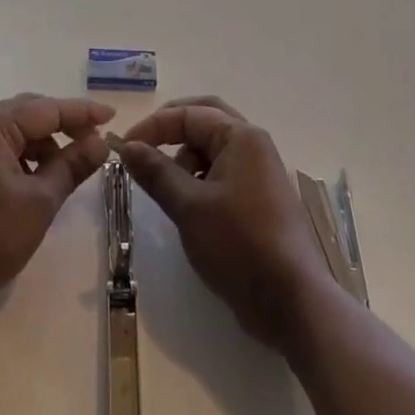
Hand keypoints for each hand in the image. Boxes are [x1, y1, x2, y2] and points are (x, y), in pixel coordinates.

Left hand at [0, 94, 112, 333]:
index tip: (112, 116)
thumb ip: (72, 166)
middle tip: (95, 140)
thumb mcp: (39, 202)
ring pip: (17, 131)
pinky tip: (42, 178)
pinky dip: (27, 157)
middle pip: (31, 112)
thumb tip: (101, 143)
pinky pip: (4, 148)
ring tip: (72, 164)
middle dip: (65, 124)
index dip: (83, 113)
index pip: (49, 109)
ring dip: (46, 142)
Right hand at [114, 97, 333, 350]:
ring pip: (214, 146)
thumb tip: (127, 146)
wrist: (292, 301)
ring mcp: (260, 171)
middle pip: (206, 118)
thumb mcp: (189, 207)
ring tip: (167, 188)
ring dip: (186, 156)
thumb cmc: (238, 245)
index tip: (123, 148)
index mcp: (241, 136)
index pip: (188, 114)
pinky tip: (188, 205)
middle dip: (172, 128)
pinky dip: (201, 177)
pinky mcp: (260, 197)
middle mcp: (253, 144)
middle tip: (143, 146)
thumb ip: (156, 172)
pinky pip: (224, 171)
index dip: (153, 126)